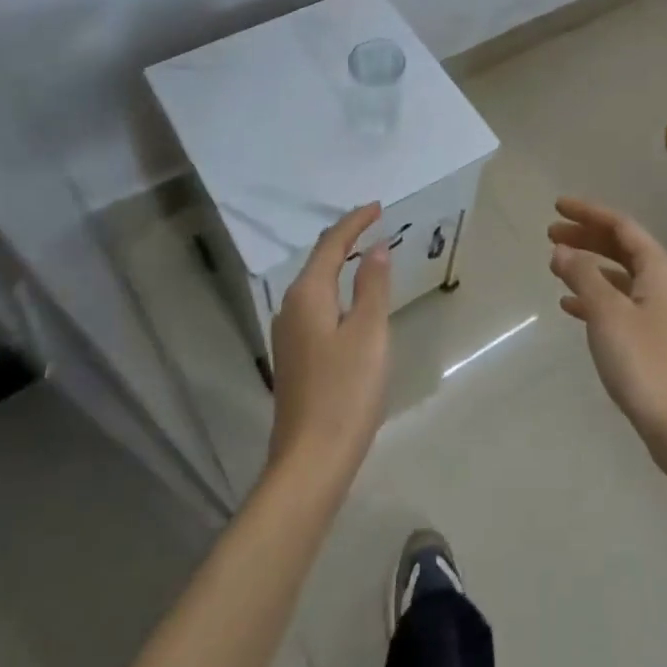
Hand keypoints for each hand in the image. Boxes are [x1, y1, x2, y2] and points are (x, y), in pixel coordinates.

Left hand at [267, 203, 391, 482]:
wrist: (311, 460)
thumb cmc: (346, 391)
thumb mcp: (369, 332)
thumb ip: (373, 285)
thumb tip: (376, 247)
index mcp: (307, 296)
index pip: (331, 245)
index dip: (354, 222)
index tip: (378, 206)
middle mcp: (290, 308)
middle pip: (318, 261)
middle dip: (345, 239)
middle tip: (374, 224)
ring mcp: (288, 335)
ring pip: (315, 285)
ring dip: (339, 264)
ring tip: (366, 254)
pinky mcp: (294, 357)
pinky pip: (316, 306)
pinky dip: (335, 290)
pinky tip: (351, 301)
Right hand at [548, 197, 666, 472]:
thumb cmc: (645, 363)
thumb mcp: (607, 314)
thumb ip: (583, 276)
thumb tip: (562, 250)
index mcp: (661, 268)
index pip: (621, 226)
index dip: (588, 213)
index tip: (557, 206)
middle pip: (623, 247)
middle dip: (587, 238)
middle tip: (551, 234)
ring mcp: (666, 310)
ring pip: (622, 275)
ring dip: (590, 267)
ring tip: (556, 265)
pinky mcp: (659, 336)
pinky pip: (624, 302)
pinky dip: (598, 297)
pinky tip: (571, 306)